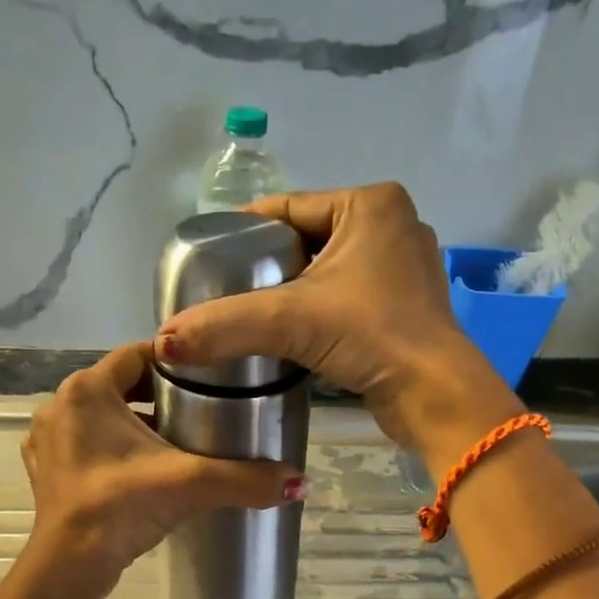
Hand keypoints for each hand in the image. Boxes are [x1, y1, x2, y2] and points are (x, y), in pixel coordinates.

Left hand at [22, 342, 305, 593]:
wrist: (70, 565)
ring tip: (175, 440)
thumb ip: (246, 479)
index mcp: (88, 389)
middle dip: (157, 395)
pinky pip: (84, 445)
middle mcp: (60, 405)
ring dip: (133, 423)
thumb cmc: (122, 506)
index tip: (207, 376)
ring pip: (100, 417)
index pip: (137, 355)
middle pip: (119, 385)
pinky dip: (110, 449)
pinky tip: (138, 469)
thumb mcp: (190, 484)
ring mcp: (47, 440)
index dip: (174, 362)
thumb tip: (300, 482)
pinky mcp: (45, 471)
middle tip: (199, 410)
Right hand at [153, 183, 520, 458]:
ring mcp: (404, 269)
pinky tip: (292, 335)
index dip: (244, 231)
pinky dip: (319, 313)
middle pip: (306, 241)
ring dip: (292, 294)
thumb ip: (225, 325)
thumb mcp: (291, 321)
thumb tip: (163, 342)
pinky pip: (347, 299)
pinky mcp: (406, 308)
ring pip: (327, 273)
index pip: (288, 208)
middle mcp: (393, 226)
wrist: (435, 395)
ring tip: (250, 317)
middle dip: (267, 267)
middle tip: (224, 293)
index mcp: (371, 204)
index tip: (208, 258)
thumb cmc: (372, 336)